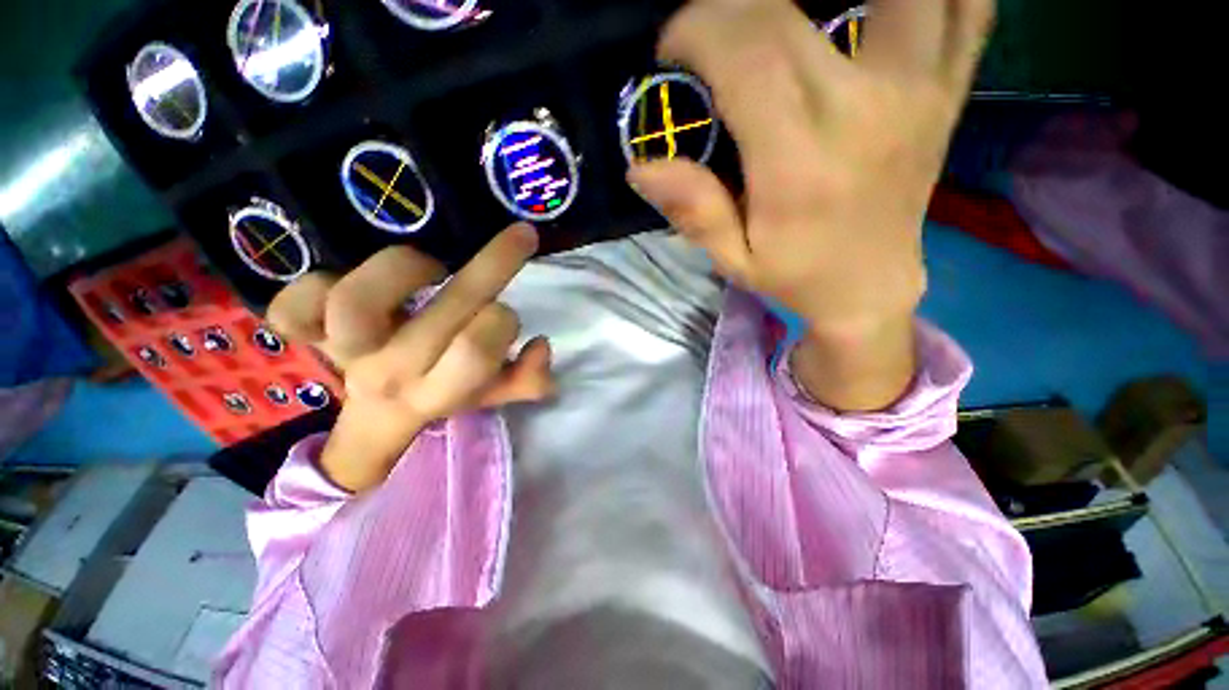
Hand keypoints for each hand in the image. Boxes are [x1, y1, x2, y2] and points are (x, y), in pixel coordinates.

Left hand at [268, 223, 554, 491]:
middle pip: (443, 312)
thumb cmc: (444, 393)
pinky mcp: (305, 333)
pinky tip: (345, 280)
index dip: (502, 321)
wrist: (378, 413)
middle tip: (521, 238)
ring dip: (409, 268)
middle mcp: (391, 372)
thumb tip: (540, 345)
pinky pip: (291, 306)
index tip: (505, 310)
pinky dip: (309, 286)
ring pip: (358, 300)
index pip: (477, 351)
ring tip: (430, 270)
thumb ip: (527, 379)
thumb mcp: (494, 394)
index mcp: (440, 390)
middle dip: (497, 264)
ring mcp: (342, 352)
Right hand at [630, 0, 991, 408]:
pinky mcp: (950, 85)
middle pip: (791, 10)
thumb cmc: (796, 275)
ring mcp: (923, 87)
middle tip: (710, 37)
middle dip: (730, 7)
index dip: (698, 29)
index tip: (674, 50)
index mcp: (803, 163)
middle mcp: (868, 109)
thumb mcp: (734, 261)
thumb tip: (641, 167)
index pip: (748, 54)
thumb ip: (694, 212)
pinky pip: (967, 3)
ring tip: (786, 18)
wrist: (872, 285)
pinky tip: (879, 7)